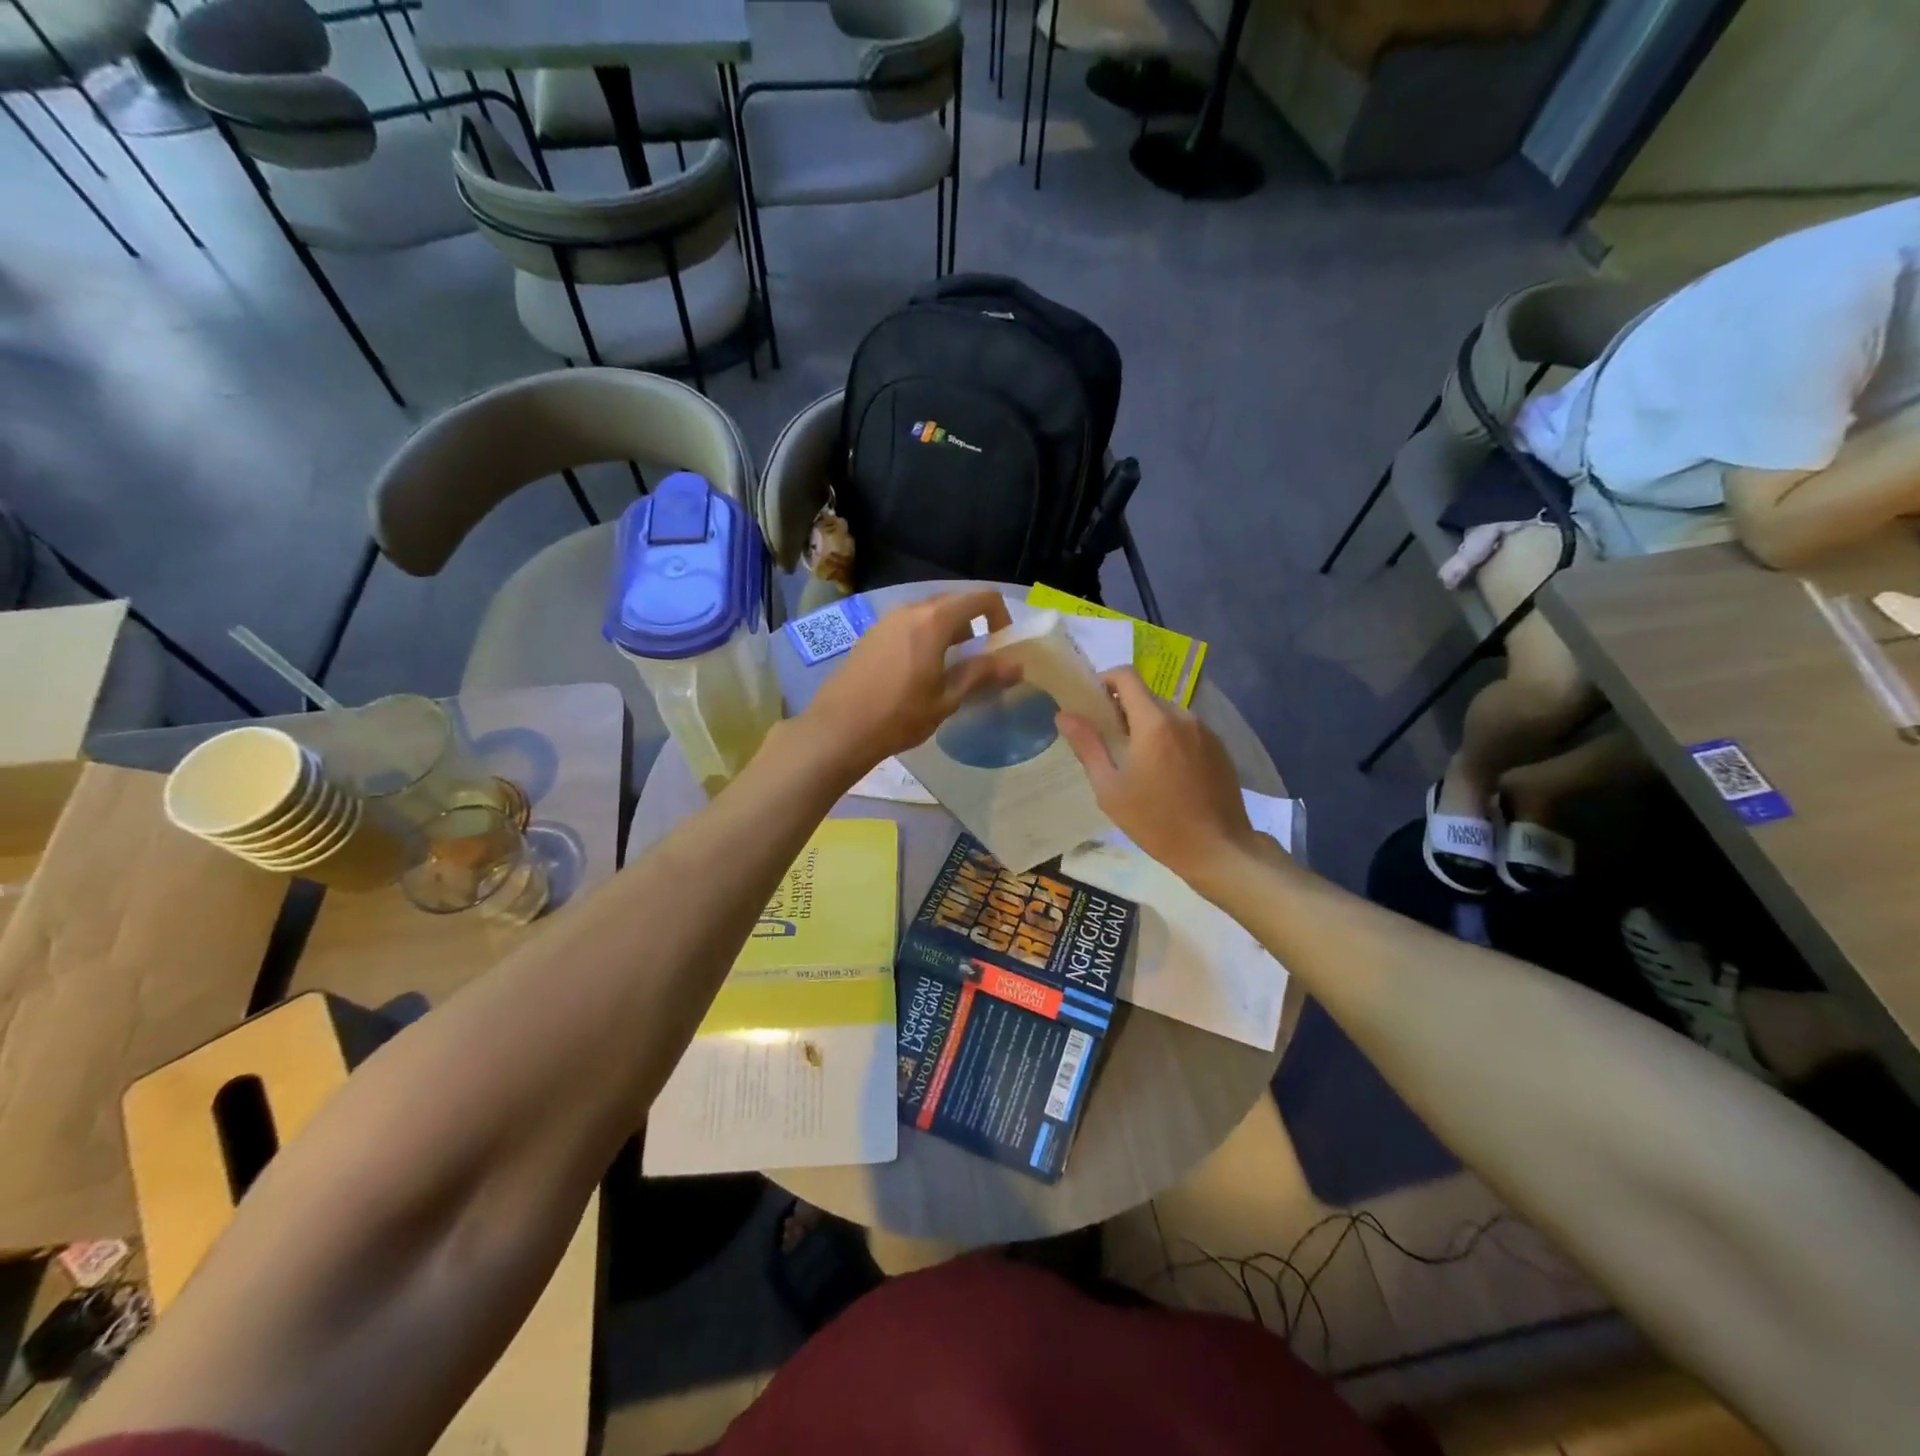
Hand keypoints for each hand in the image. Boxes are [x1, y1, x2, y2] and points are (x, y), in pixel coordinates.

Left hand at [800, 590, 1018, 773]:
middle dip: (974, 626)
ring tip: (949, 670)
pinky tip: (918, 674)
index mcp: (934, 620)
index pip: (981, 598)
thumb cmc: (899, 715)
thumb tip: (1016, 665)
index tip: (1001, 648)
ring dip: (948, 633)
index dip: (1001, 618)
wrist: (839, 729)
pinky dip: (924, 639)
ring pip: (928, 615)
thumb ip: (982, 675)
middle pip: (954, 603)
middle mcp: (909, 610)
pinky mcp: (870, 635)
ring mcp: (886, 621)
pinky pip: (907, 626)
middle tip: (979, 661)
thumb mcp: (947, 699)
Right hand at [1056, 668, 1265, 883]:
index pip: (1126, 676)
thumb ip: (1087, 746)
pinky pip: (1186, 730)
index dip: (1104, 681)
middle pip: (1146, 695)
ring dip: (1147, 726)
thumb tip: (1064, 715)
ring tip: (1137, 761)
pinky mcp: (1219, 748)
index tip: (1092, 705)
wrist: (1217, 849)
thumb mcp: (1110, 788)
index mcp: (1154, 722)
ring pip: (1166, 713)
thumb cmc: (1156, 821)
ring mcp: (1205, 731)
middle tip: (1109, 742)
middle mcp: (1182, 716)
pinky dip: (1169, 739)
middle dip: (1123, 710)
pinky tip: (1166, 773)